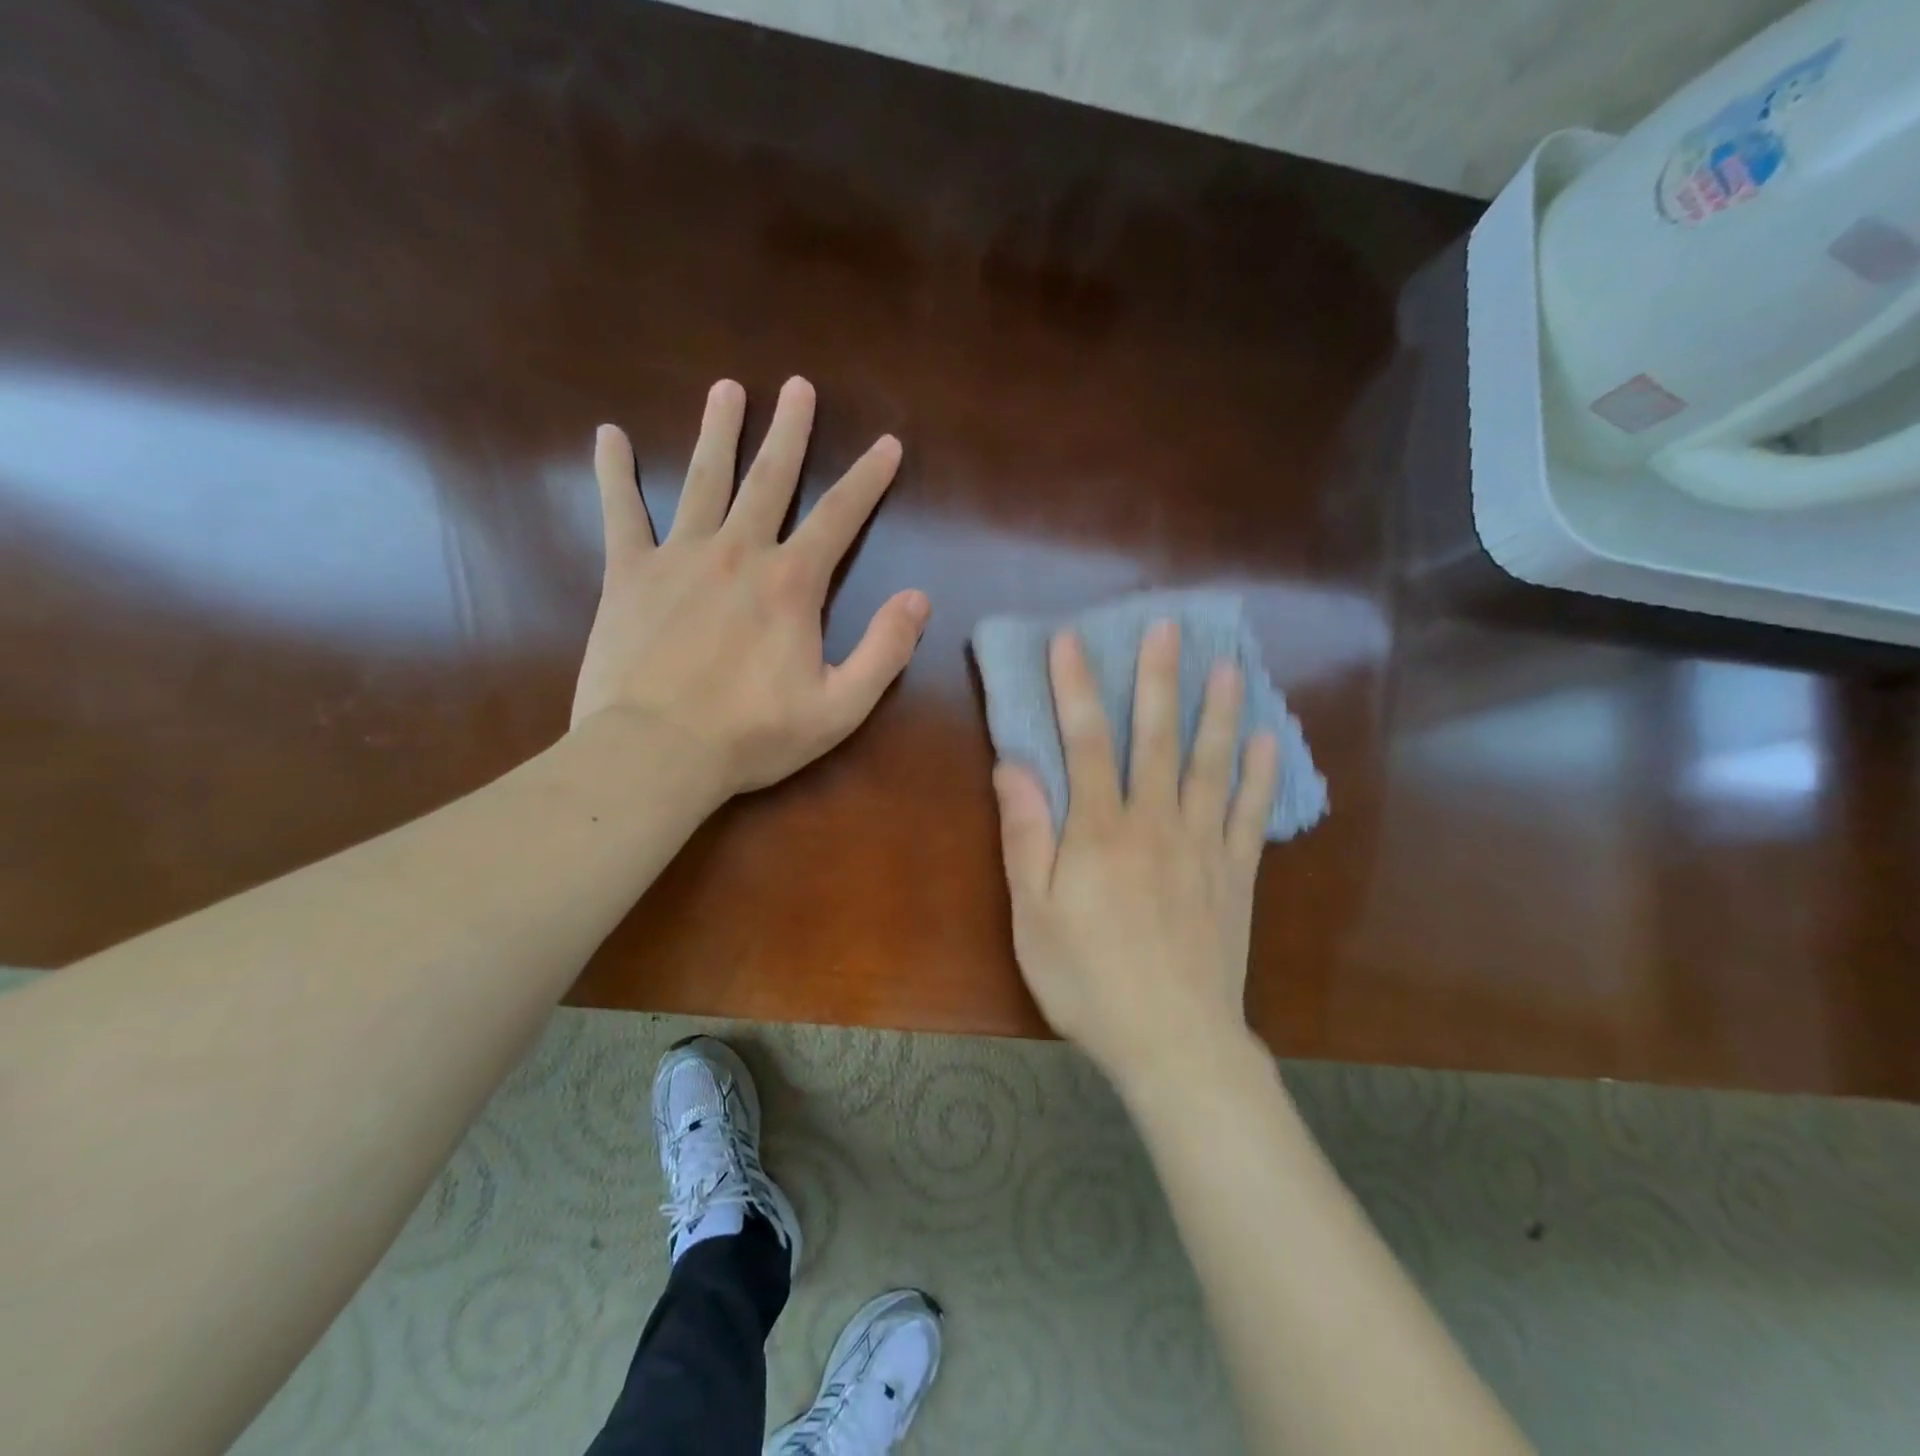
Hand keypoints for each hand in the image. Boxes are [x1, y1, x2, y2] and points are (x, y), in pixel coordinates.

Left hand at [572, 377, 928, 795]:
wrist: (655, 753)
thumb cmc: (753, 735)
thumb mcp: (840, 707)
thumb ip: (885, 651)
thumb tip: (919, 599)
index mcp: (791, 584)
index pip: (839, 517)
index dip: (868, 479)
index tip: (887, 444)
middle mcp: (738, 553)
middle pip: (769, 479)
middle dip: (790, 432)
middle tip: (798, 386)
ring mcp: (679, 557)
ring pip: (703, 480)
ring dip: (718, 432)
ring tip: (727, 390)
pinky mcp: (629, 574)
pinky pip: (621, 512)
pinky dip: (614, 473)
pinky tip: (609, 436)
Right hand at [992, 622, 1278, 1088]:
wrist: (1172, 1041)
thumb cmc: (1088, 980)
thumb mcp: (1033, 914)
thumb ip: (1026, 835)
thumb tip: (1014, 766)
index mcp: (1099, 831)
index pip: (1084, 742)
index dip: (1076, 687)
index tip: (1071, 640)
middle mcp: (1155, 823)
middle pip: (1156, 738)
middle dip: (1158, 679)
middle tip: (1168, 627)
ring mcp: (1203, 846)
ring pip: (1211, 765)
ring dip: (1218, 712)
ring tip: (1228, 666)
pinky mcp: (1236, 874)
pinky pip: (1251, 814)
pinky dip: (1259, 775)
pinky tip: (1268, 741)